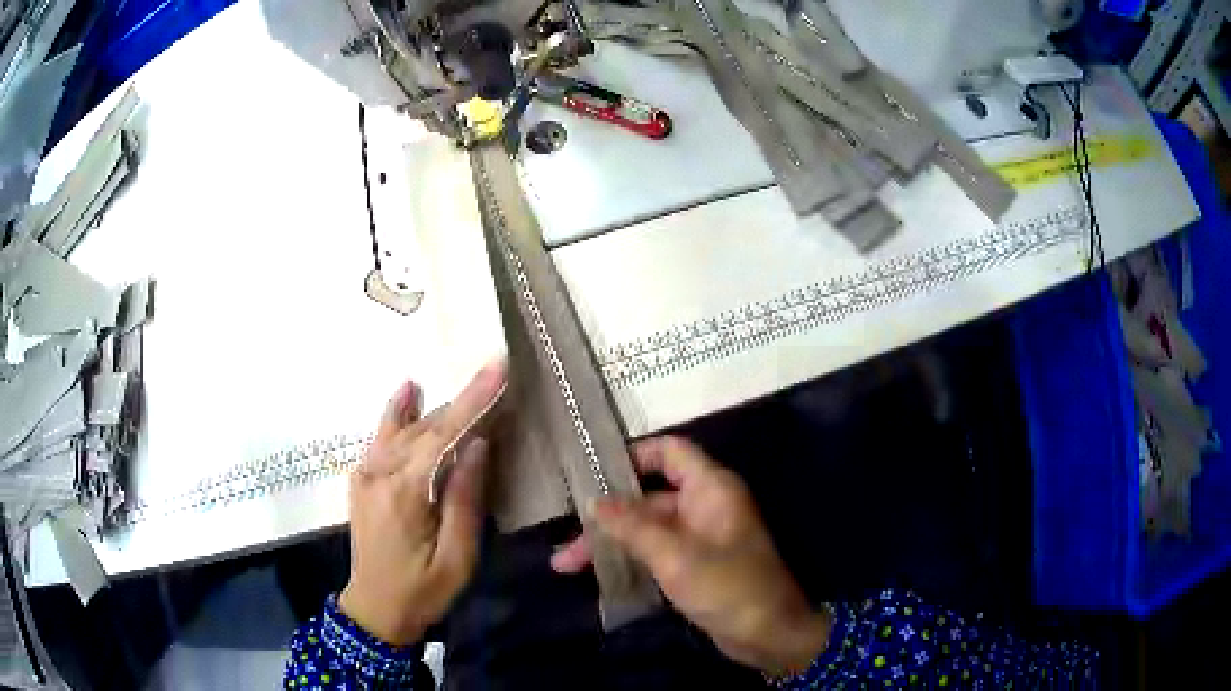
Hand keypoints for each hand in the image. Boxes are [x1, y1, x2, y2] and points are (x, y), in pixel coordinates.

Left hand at [339, 360, 506, 645]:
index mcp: (403, 494)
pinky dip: (397, 413)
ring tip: (466, 385)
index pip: (441, 436)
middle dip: (461, 403)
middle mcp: (378, 474)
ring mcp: (365, 475)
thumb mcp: (456, 558)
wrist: (373, 609)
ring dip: (436, 409)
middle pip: (424, 428)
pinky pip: (381, 438)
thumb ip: (464, 500)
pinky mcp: (361, 480)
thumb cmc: (422, 591)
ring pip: (404, 429)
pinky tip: (408, 390)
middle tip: (495, 379)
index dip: (472, 400)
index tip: (497, 366)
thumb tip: (477, 445)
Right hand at [551, 437, 830, 676]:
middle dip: (606, 517)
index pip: (669, 452)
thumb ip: (632, 526)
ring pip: (647, 529)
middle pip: (647, 497)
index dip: (632, 456)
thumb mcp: (675, 555)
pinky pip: (656, 552)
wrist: (769, 634)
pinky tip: (598, 576)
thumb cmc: (727, 586)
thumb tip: (593, 502)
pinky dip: (629, 559)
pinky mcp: (695, 565)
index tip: (592, 474)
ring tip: (565, 565)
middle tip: (566, 538)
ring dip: (611, 543)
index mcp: (710, 488)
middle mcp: (704, 505)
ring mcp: (700, 537)